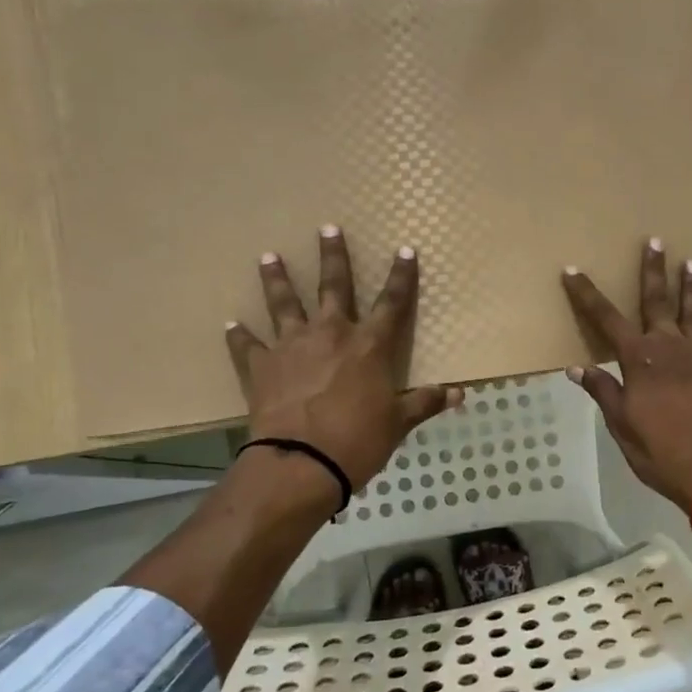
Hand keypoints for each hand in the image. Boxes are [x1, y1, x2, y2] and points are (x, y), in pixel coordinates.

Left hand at [227, 227, 458, 490]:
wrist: (301, 462)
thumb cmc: (359, 440)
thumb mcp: (398, 423)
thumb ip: (426, 402)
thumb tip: (460, 393)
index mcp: (369, 345)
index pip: (392, 303)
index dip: (401, 276)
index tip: (404, 251)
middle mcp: (331, 334)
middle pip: (334, 286)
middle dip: (333, 256)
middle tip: (327, 228)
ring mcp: (292, 347)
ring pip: (284, 304)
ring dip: (277, 279)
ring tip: (269, 257)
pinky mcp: (261, 367)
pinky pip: (247, 346)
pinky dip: (239, 336)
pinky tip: (231, 324)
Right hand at [561, 240, 691, 510]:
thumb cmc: (660, 451)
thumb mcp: (621, 425)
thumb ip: (603, 392)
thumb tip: (578, 367)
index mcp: (639, 360)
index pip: (607, 319)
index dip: (588, 295)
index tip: (574, 270)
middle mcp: (669, 349)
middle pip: (657, 302)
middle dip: (653, 271)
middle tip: (655, 241)